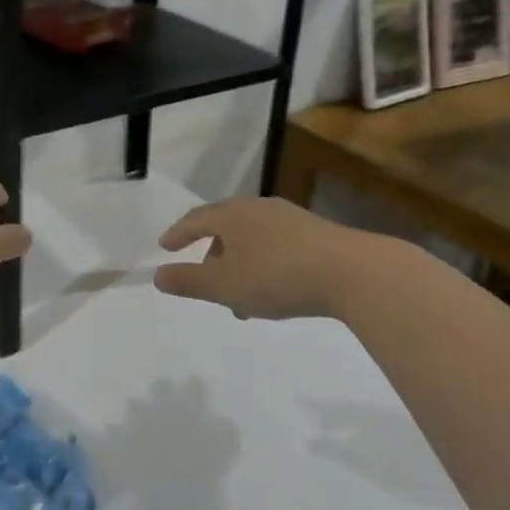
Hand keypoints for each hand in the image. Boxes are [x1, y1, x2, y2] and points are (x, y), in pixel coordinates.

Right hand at [154, 197, 371, 320]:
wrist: (351, 272)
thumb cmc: (276, 275)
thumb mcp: (224, 286)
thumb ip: (188, 281)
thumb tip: (157, 276)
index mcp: (231, 215)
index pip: (195, 219)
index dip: (178, 234)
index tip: (165, 246)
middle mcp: (257, 208)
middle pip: (225, 227)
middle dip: (212, 255)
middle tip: (206, 280)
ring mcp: (289, 218)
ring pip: (252, 240)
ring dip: (239, 266)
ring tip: (242, 301)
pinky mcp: (315, 233)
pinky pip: (276, 246)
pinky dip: (263, 265)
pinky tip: (274, 291)